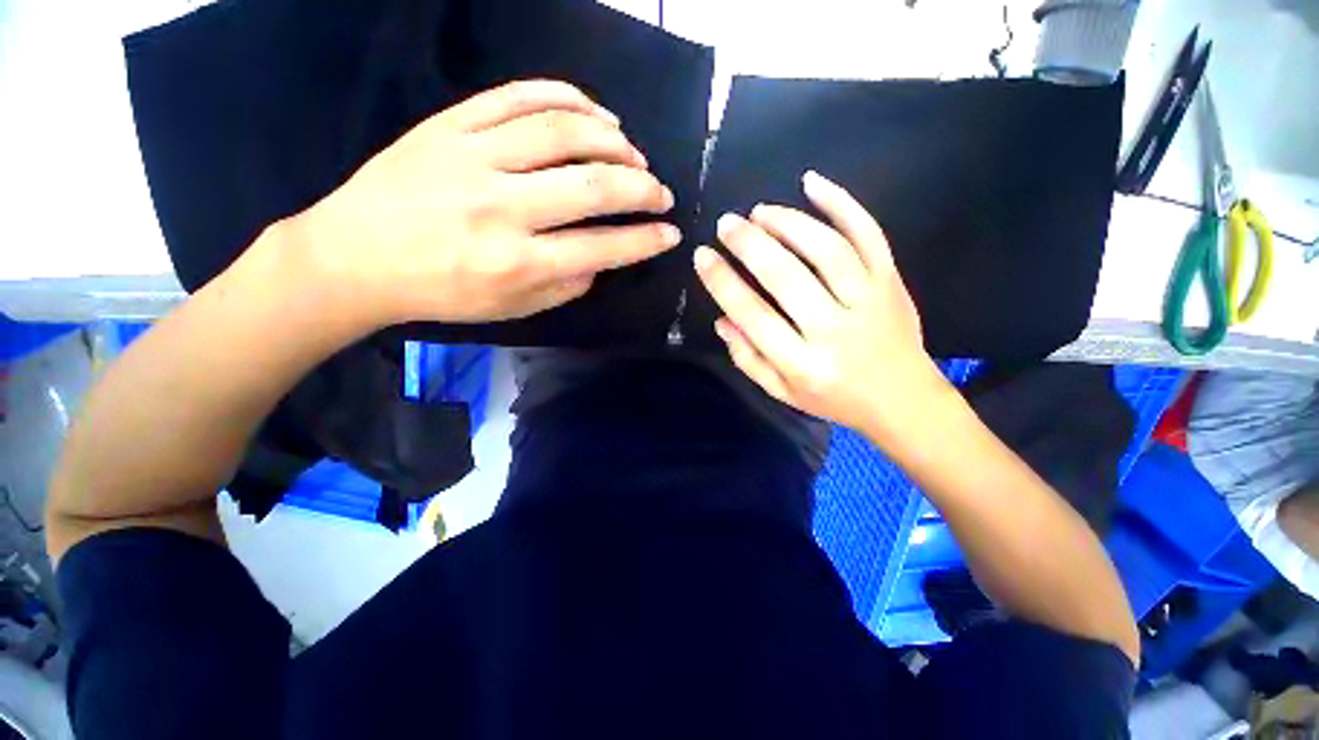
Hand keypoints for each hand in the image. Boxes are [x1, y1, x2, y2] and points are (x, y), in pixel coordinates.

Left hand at [291, 80, 679, 327]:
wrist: (357, 256)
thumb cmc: (442, 292)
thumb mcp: (512, 309)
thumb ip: (565, 287)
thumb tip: (603, 259)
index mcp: (518, 263)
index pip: (602, 248)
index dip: (645, 240)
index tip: (671, 234)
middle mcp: (503, 209)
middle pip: (592, 186)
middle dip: (642, 188)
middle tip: (661, 192)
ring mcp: (475, 158)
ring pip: (561, 131)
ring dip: (612, 139)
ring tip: (633, 151)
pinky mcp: (451, 125)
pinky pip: (518, 96)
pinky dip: (567, 97)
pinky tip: (594, 112)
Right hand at [694, 171, 951, 439]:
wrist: (902, 399)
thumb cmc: (834, 399)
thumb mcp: (781, 392)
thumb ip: (747, 359)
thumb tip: (721, 320)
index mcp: (802, 364)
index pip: (753, 315)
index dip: (723, 282)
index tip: (703, 257)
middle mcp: (834, 330)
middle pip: (786, 277)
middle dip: (750, 244)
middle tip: (727, 224)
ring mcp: (869, 301)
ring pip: (826, 249)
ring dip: (788, 222)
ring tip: (760, 211)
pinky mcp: (891, 281)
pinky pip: (868, 234)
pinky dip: (841, 203)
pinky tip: (811, 183)